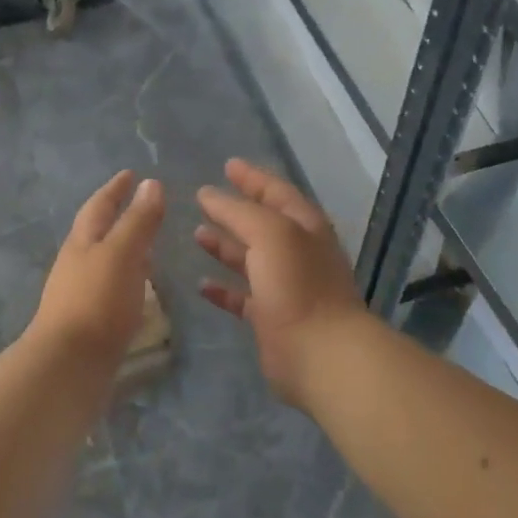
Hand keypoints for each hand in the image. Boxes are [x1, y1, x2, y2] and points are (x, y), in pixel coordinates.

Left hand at [33, 170, 164, 358]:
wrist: (68, 366)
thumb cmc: (96, 302)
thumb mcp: (121, 253)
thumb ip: (138, 220)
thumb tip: (151, 183)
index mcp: (83, 241)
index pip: (100, 205)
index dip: (116, 188)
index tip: (130, 174)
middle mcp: (77, 262)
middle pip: (97, 231)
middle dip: (118, 216)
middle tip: (143, 206)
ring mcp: (80, 292)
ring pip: (104, 260)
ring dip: (124, 249)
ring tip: (149, 247)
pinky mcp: (88, 320)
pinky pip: (110, 287)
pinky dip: (127, 278)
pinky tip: (140, 290)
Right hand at [196, 158, 365, 409]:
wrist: (321, 352)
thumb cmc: (298, 283)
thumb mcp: (269, 233)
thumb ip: (237, 211)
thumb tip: (208, 194)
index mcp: (304, 226)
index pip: (276, 191)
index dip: (252, 177)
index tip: (228, 165)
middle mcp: (297, 252)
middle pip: (262, 223)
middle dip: (235, 210)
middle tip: (204, 198)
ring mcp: (285, 286)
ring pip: (250, 259)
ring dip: (225, 246)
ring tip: (196, 234)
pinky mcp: (271, 317)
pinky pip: (242, 297)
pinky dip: (223, 289)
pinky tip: (202, 284)